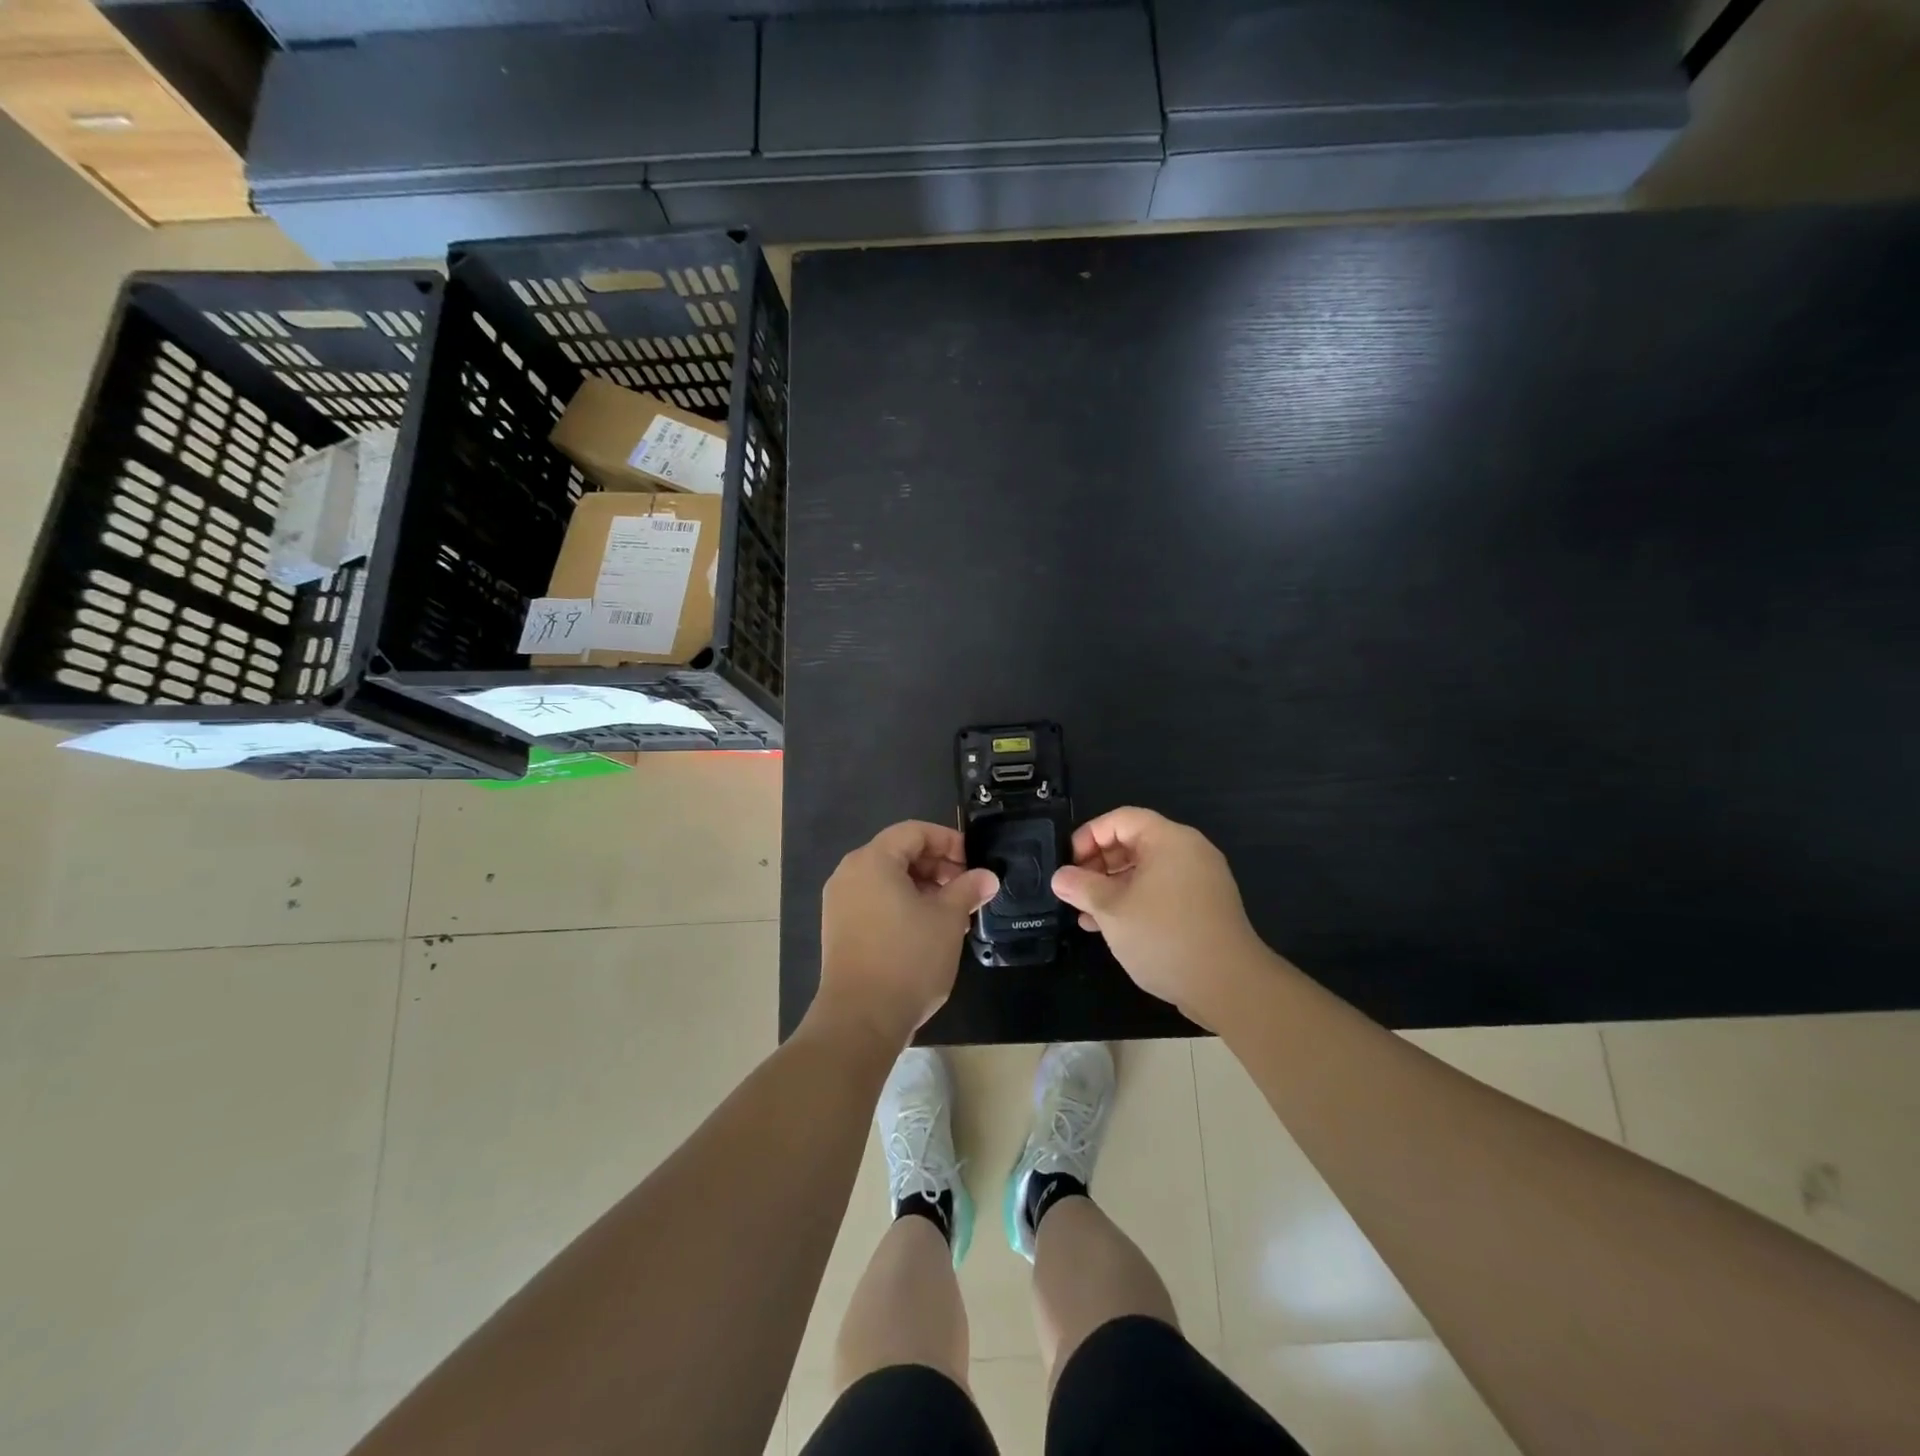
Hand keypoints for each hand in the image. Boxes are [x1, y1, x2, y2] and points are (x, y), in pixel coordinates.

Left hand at [815, 821, 998, 1048]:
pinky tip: (929, 931)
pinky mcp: (840, 929)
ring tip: (954, 914)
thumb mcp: (948, 919)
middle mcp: (850, 874)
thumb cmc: (908, 958)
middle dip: (937, 867)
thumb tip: (987, 876)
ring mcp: (840, 903)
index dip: (948, 841)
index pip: (914, 832)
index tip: (974, 863)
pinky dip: (903, 906)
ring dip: (924, 889)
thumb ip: (968, 889)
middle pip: (899, 853)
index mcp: (873, 860)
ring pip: (889, 880)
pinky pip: (876, 902)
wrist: (860, 1019)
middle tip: (967, 890)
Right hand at [1051, 808, 1272, 1030]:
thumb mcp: (1112, 909)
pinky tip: (1110, 927)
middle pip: (1134, 842)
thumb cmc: (1164, 936)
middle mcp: (1188, 852)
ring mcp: (1200, 880)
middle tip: (1075, 889)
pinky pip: (1161, 891)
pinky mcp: (1204, 908)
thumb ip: (1082, 887)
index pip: (1121, 819)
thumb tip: (1061, 877)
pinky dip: (1135, 901)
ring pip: (1146, 871)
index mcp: (1169, 840)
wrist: (1228, 986)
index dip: (1089, 836)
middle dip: (1099, 864)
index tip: (1069, 864)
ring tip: (1085, 912)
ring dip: (1113, 887)